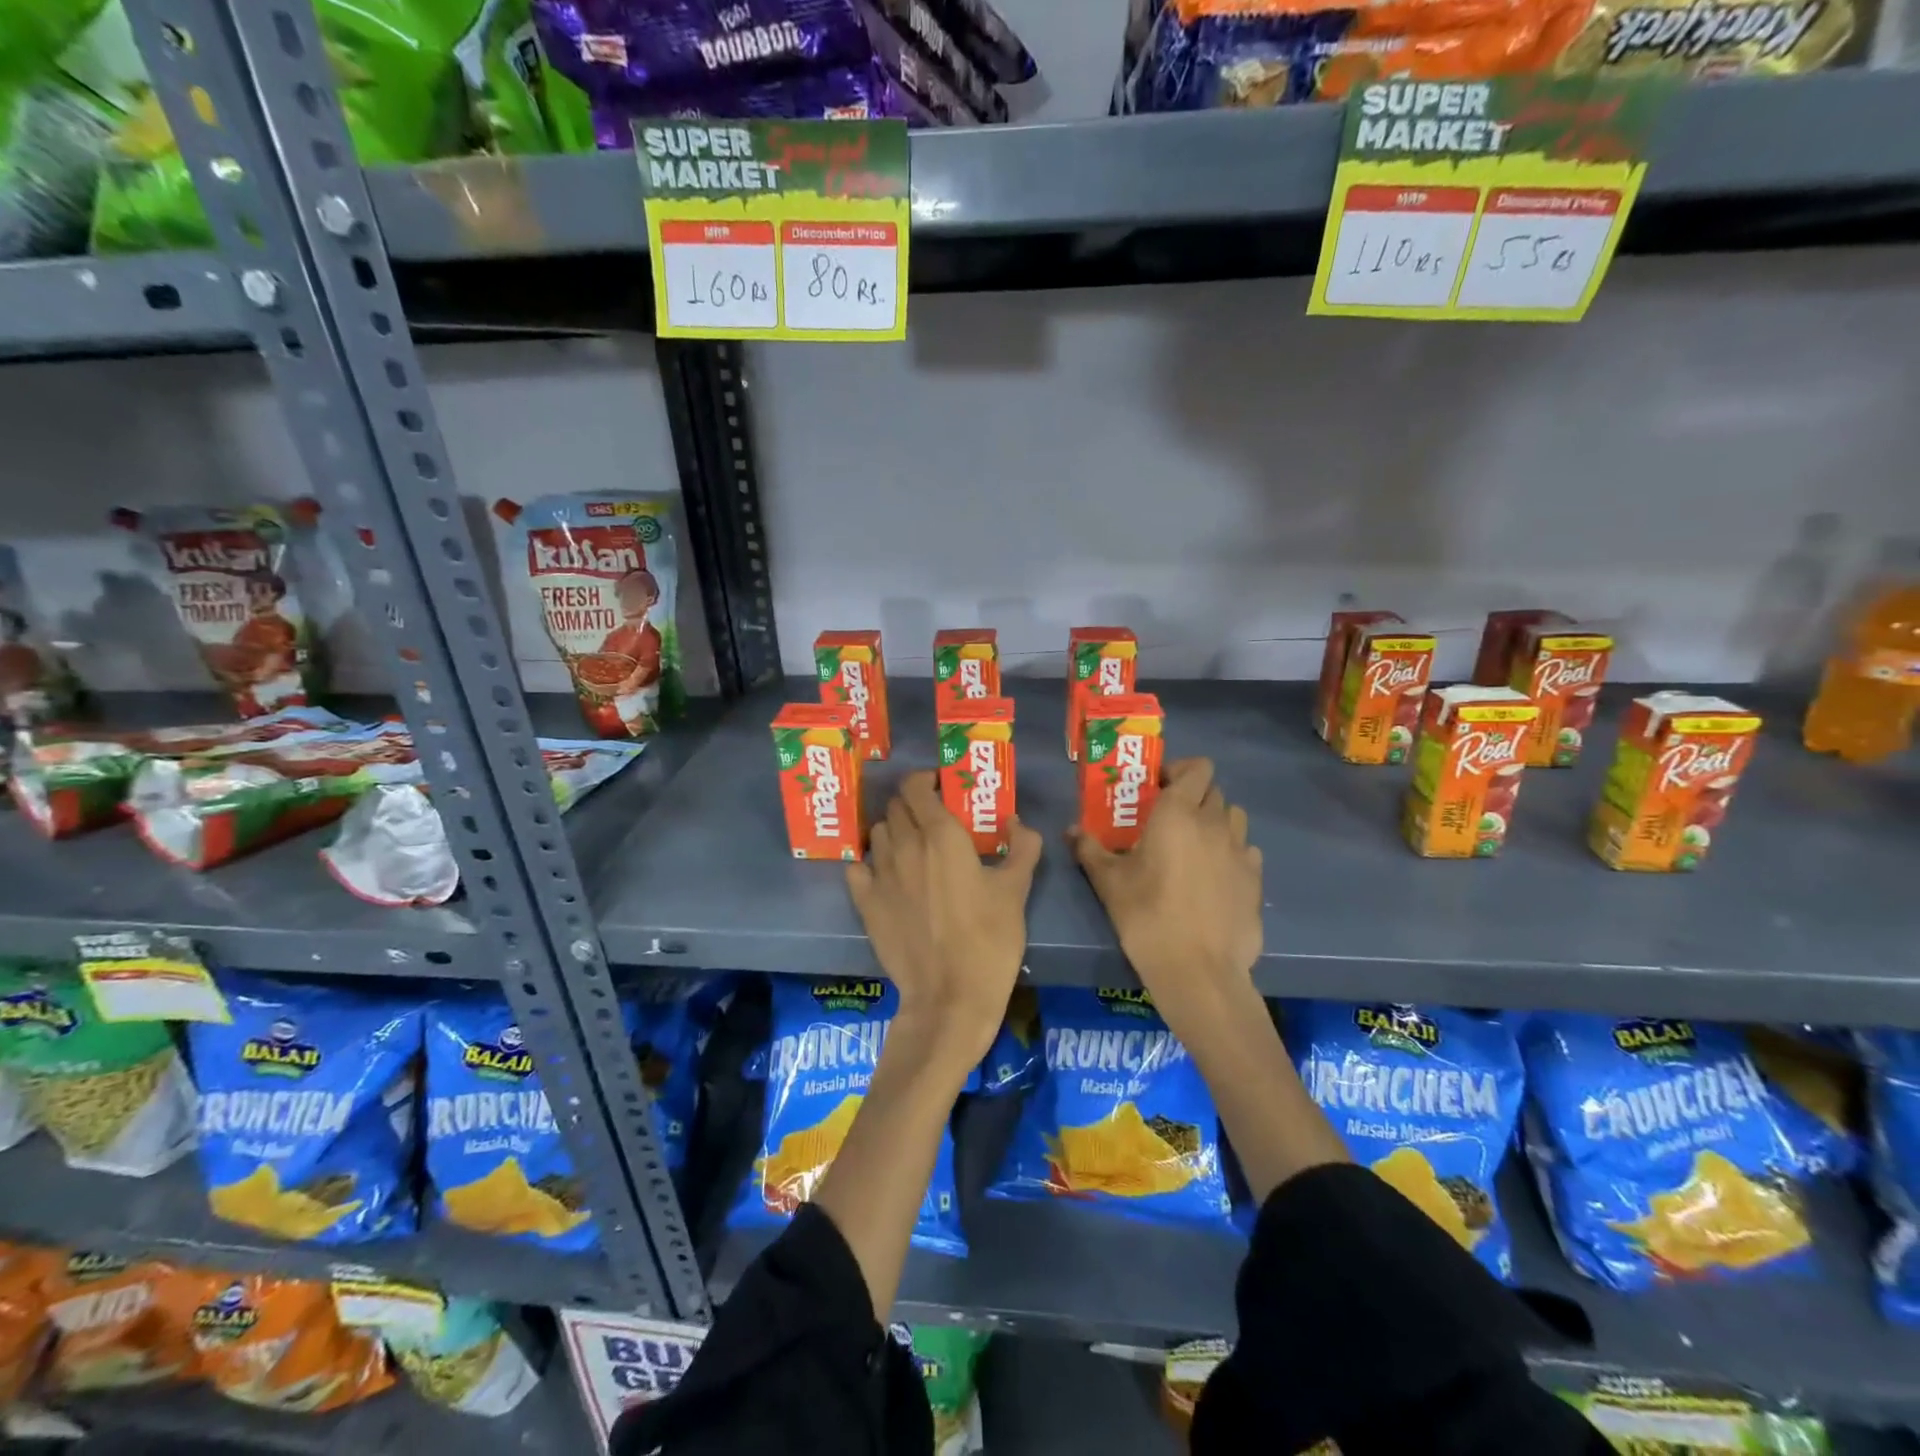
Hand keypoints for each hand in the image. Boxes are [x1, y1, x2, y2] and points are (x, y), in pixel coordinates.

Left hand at [847, 771, 1041, 1069]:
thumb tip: (1018, 822)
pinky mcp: (865, 904)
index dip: (925, 780)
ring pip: (877, 834)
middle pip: (894, 807)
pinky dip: (869, 863)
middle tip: (932, 819)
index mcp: (941, 835)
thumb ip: (1022, 847)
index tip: (940, 788)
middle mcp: (905, 846)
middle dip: (912, 805)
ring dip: (892, 831)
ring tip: (911, 847)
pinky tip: (885, 875)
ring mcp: (880, 875)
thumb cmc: (989, 939)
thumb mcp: (1016, 890)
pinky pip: (857, 868)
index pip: (916, 787)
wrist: (950, 997)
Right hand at [1068, 758, 1262, 1042]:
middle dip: (1193, 796)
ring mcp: (1240, 851)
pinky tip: (1214, 876)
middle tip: (1168, 819)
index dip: (1180, 770)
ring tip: (1194, 845)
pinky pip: (1245, 850)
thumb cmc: (1147, 916)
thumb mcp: (1109, 882)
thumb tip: (1071, 830)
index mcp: (1179, 813)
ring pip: (1234, 818)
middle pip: (1214, 791)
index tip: (1158, 788)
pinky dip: (1231, 852)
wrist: (1198, 970)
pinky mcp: (1255, 879)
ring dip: (1216, 821)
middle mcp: (1215, 823)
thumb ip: (1090, 849)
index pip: (1198, 768)